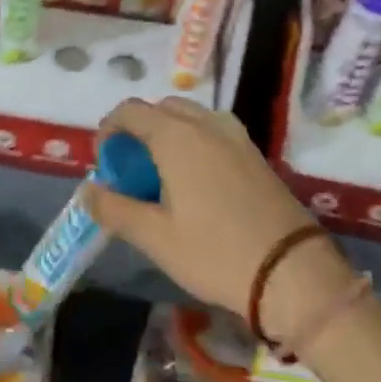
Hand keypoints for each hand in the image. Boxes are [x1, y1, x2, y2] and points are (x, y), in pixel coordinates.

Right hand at [82, 98, 355, 347]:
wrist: (292, 272)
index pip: (131, 111)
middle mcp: (207, 124)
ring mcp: (236, 136)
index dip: (109, 130)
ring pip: (191, 118)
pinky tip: (196, 184)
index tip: (105, 163)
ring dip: (168, 135)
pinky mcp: (256, 153)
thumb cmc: (215, 253)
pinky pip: (214, 132)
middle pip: (162, 109)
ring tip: (162, 177)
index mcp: (177, 136)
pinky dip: (194, 143)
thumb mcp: (155, 237)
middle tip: (131, 171)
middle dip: (139, 131)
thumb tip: (88, 191)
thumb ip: (115, 209)